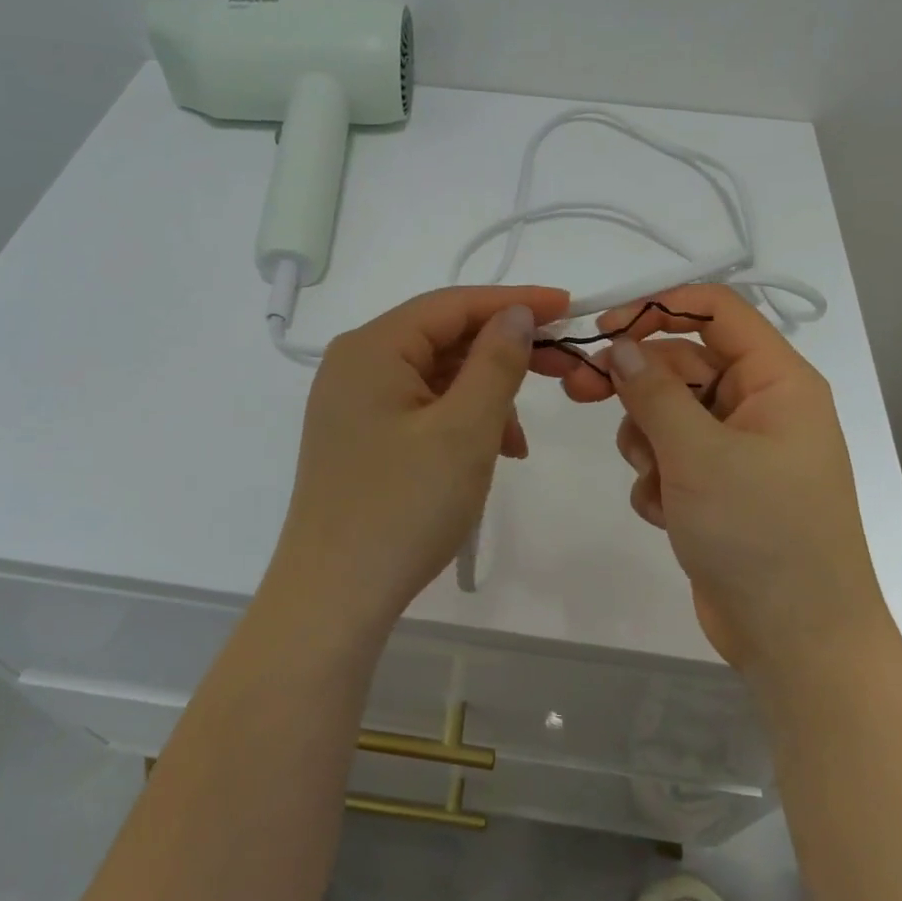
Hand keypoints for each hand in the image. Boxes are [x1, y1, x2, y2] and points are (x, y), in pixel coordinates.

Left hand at [267, 285, 571, 639]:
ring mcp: (352, 403)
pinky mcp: (358, 437)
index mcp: (372, 348)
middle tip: (563, 371)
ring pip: (434, 377)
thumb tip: (515, 314)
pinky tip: (488, 454)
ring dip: (484, 396)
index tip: (568, 307)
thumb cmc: (403, 507)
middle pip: (442, 337)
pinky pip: (419, 408)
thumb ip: (496, 362)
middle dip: (503, 354)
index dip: (513, 301)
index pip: (452, 304)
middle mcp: (355, 364)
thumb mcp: (465, 430)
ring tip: (517, 442)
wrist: (333, 598)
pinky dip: (458, 421)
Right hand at [548, 285, 887, 669]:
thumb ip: (652, 391)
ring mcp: (739, 450)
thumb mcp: (698, 454)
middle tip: (576, 393)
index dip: (658, 308)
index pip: (716, 311)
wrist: (797, 641)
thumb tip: (618, 345)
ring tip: (655, 480)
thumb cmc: (760, 534)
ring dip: (646, 441)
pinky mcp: (719, 488)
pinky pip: (672, 458)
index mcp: (776, 382)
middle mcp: (760, 406)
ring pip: (668, 413)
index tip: (603, 328)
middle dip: (633, 384)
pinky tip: (667, 513)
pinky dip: (658, 479)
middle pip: (681, 364)